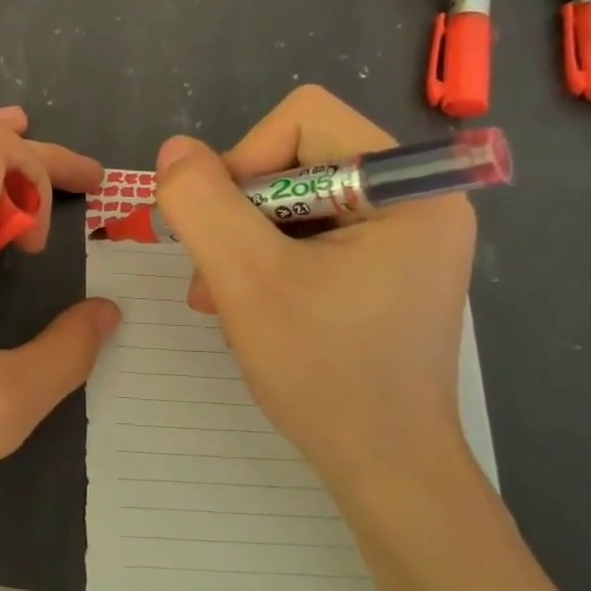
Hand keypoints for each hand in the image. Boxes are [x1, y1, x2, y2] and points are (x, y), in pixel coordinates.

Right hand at [153, 87, 475, 496]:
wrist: (385, 470)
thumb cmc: (326, 372)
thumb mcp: (247, 279)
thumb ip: (202, 203)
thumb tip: (175, 148)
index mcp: (407, 187)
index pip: (303, 120)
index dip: (245, 160)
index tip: (222, 228)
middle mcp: (414, 200)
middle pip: (295, 161)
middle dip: (239, 214)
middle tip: (212, 273)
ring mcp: (401, 238)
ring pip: (292, 202)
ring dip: (243, 244)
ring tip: (221, 298)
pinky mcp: (383, 269)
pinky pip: (307, 236)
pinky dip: (265, 264)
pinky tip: (248, 308)